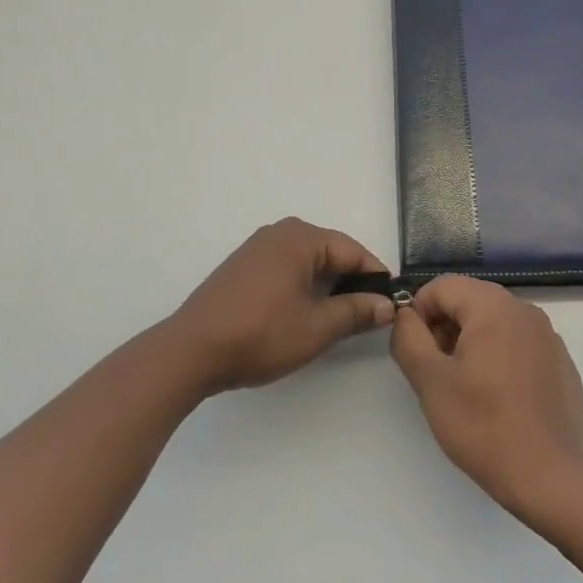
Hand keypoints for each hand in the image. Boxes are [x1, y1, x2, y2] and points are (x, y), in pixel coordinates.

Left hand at [166, 218, 394, 394]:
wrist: (192, 350)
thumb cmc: (261, 334)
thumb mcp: (317, 327)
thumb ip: (356, 312)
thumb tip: (387, 305)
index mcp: (301, 237)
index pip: (352, 250)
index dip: (375, 277)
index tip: (390, 304)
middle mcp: (280, 232)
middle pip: (329, 252)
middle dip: (350, 281)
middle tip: (366, 316)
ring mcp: (257, 247)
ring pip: (307, 261)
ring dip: (325, 286)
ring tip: (336, 319)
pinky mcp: (242, 266)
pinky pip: (285, 268)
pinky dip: (301, 286)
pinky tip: (301, 313)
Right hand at [390, 275, 582, 513]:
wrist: (551, 479)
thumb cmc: (484, 426)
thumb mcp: (430, 381)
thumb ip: (408, 338)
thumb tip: (406, 316)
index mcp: (493, 305)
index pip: (442, 286)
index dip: (419, 313)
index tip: (417, 353)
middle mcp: (524, 310)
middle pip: (469, 300)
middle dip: (445, 328)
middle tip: (438, 373)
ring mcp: (548, 336)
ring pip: (494, 322)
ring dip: (471, 343)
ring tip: (467, 389)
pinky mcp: (561, 363)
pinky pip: (519, 344)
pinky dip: (500, 358)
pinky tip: (500, 400)